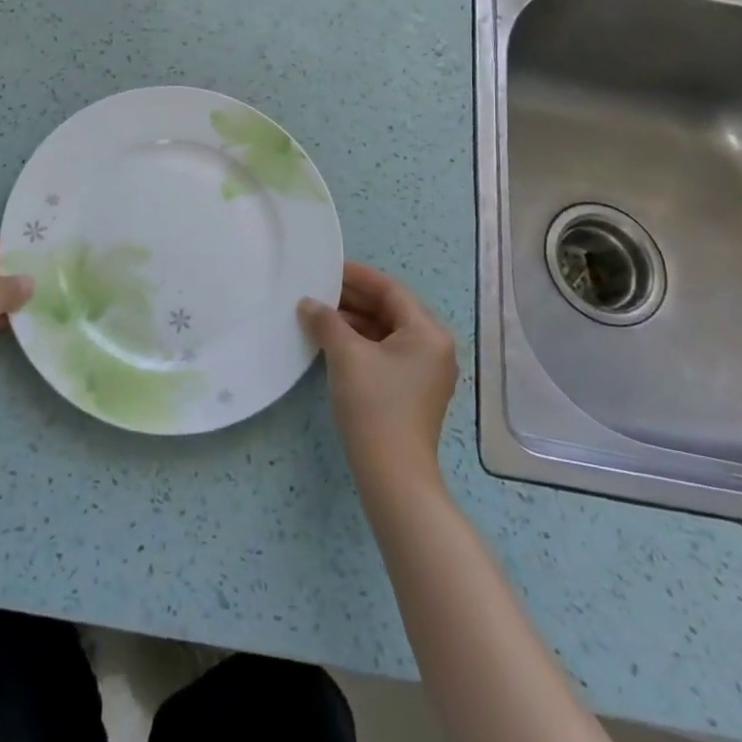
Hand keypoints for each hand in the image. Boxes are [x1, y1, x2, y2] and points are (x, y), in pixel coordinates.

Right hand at [300, 262, 456, 485]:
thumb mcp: (346, 355)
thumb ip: (326, 321)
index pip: (390, 290)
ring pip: (386, 332)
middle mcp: (434, 347)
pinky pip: (385, 352)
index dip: (358, 276)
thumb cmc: (374, 404)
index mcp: (428, 333)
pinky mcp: (412, 391)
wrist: (392, 474)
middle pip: (390, 310)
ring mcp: (425, 372)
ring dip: (354, 321)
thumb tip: (308, 304)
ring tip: (319, 314)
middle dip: (353, 299)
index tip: (328, 267)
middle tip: (318, 289)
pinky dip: (361, 343)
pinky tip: (333, 341)